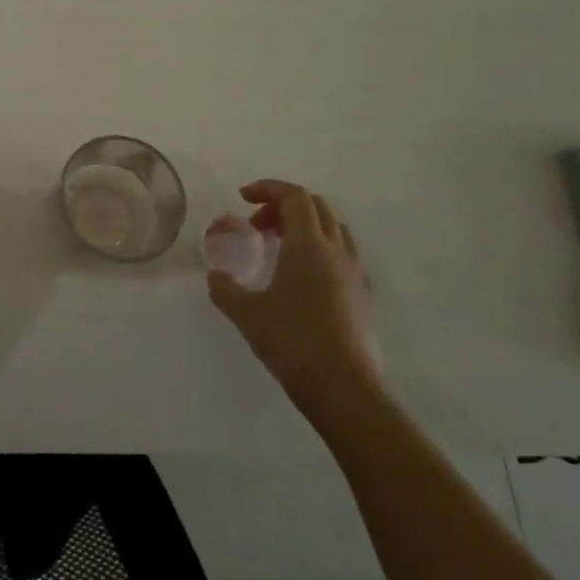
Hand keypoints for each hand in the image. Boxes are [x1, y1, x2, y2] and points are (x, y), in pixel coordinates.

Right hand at [207, 181, 379, 424]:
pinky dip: (321, 251)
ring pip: (334, 229)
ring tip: (279, 248)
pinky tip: (303, 279)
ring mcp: (356, 274)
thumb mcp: (245, 313)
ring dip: (305, 226)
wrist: (346, 391)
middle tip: (258, 226)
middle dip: (284, 206)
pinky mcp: (364, 297)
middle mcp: (336, 251)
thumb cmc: (293, 342)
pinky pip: (343, 256)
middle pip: (316, 206)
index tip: (243, 199)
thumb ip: (224, 288)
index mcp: (308, 245)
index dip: (267, 188)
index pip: (294, 196)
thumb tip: (215, 277)